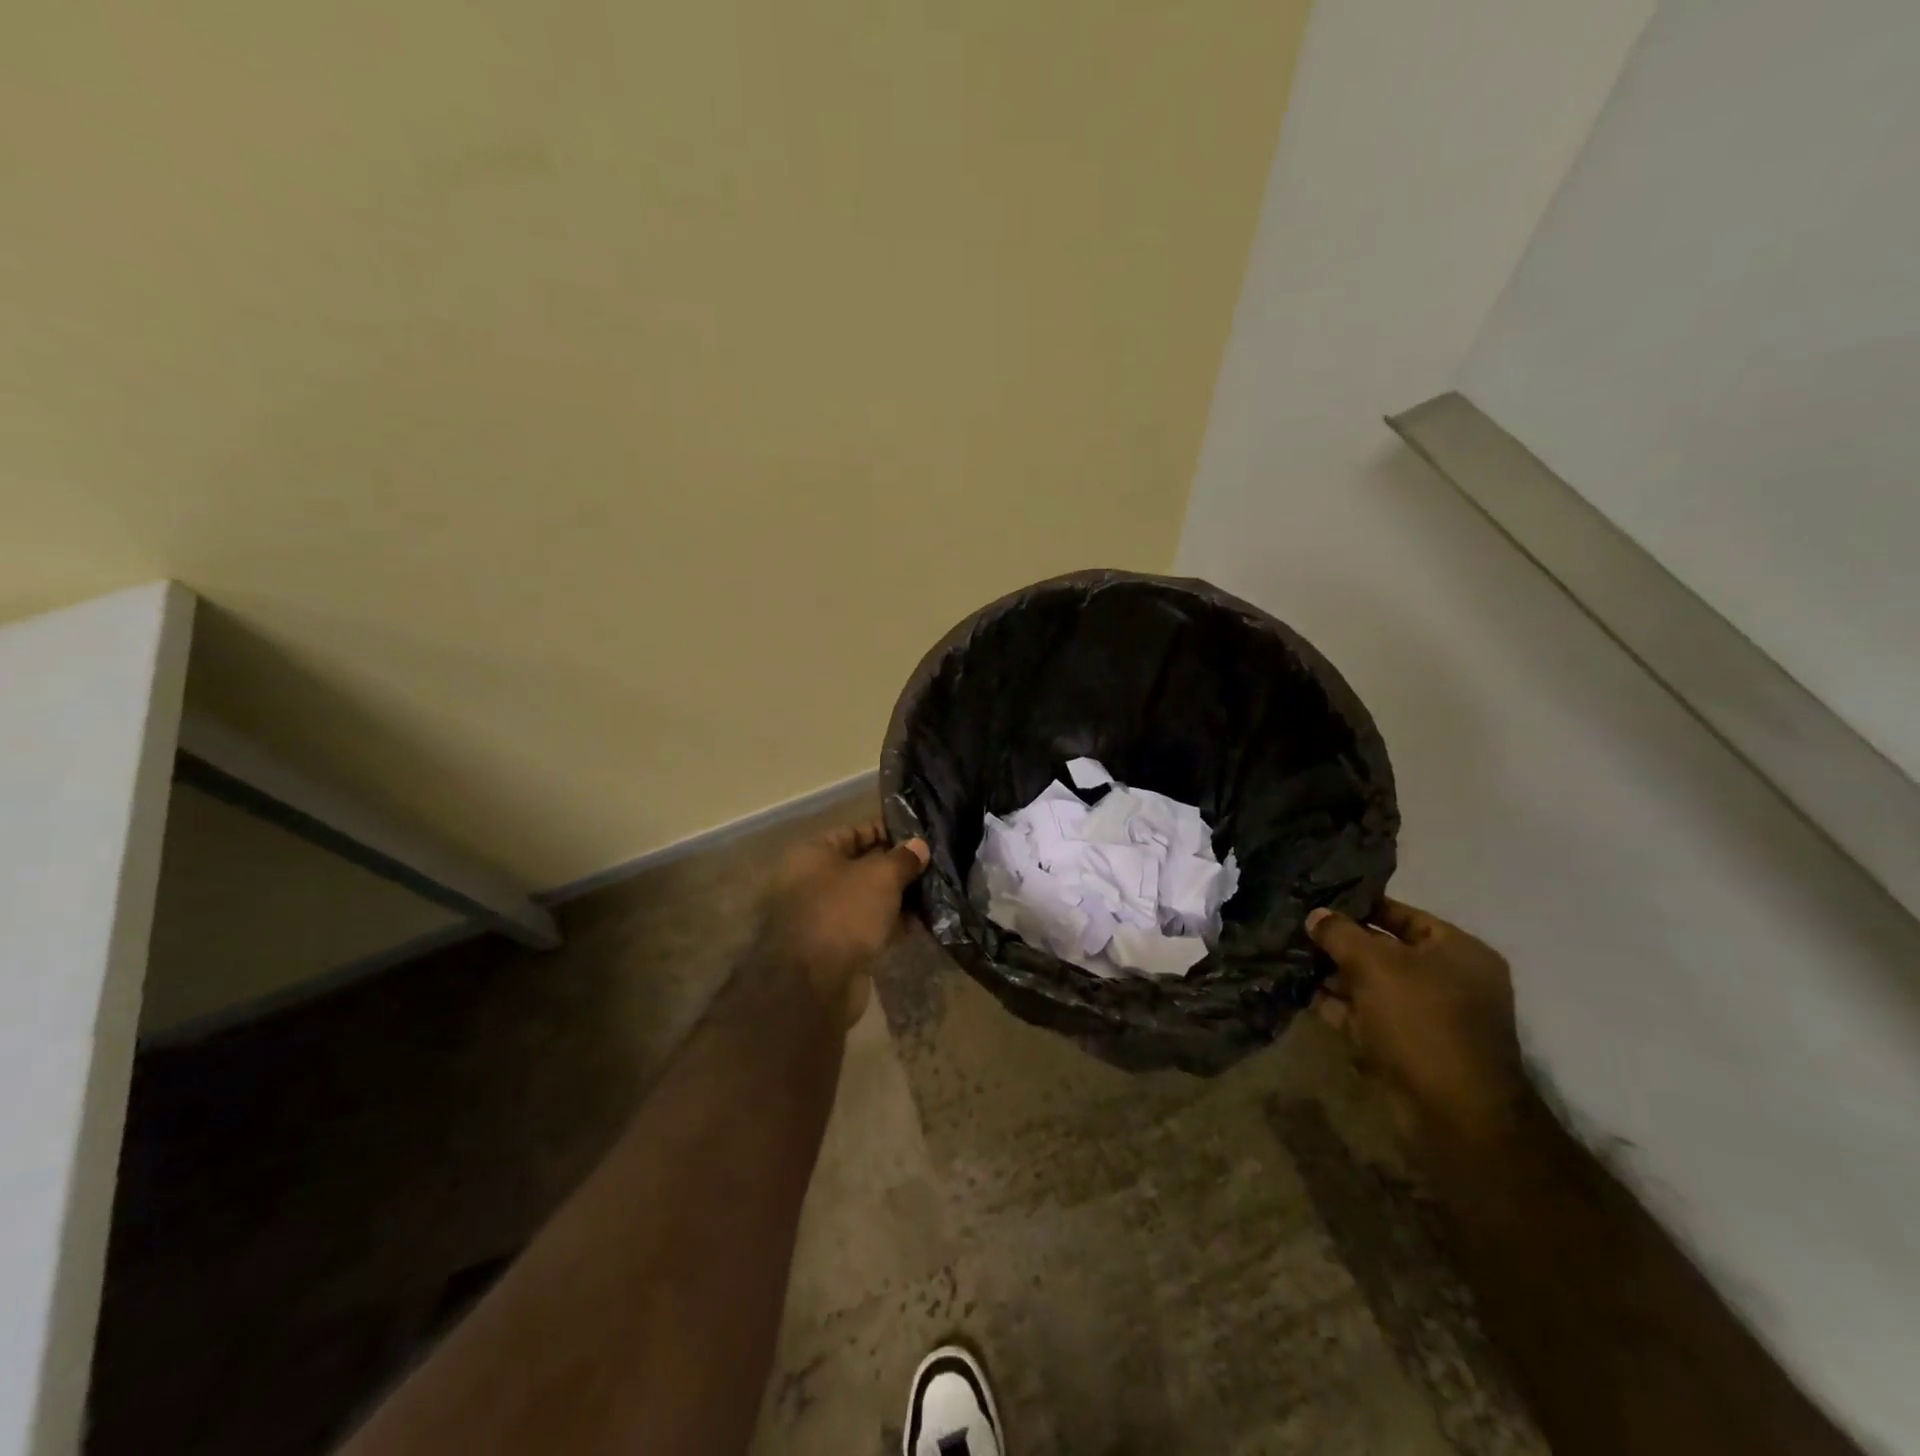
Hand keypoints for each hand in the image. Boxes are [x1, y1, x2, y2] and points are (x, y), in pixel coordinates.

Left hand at [759, 823, 929, 1025]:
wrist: (814, 984)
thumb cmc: (843, 912)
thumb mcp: (880, 876)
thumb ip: (903, 858)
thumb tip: (919, 845)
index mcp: (813, 855)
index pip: (853, 832)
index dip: (886, 832)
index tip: (918, 836)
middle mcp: (812, 882)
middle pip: (861, 866)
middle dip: (895, 867)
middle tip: (932, 867)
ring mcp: (822, 917)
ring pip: (866, 899)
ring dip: (896, 898)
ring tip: (932, 895)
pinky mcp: (834, 948)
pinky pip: (866, 926)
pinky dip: (889, 924)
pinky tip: (918, 924)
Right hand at [1307, 897, 1529, 1148]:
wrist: (1453, 1113)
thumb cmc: (1421, 1021)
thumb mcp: (1374, 964)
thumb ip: (1340, 933)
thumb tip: (1315, 915)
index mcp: (1459, 952)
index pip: (1403, 915)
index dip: (1361, 906)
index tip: (1318, 902)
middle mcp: (1451, 981)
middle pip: (1386, 951)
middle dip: (1342, 944)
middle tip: (1298, 932)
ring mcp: (1430, 1018)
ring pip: (1373, 985)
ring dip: (1336, 977)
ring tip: (1293, 961)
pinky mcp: (1410, 1048)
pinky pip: (1370, 1016)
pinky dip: (1341, 1008)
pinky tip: (1305, 996)